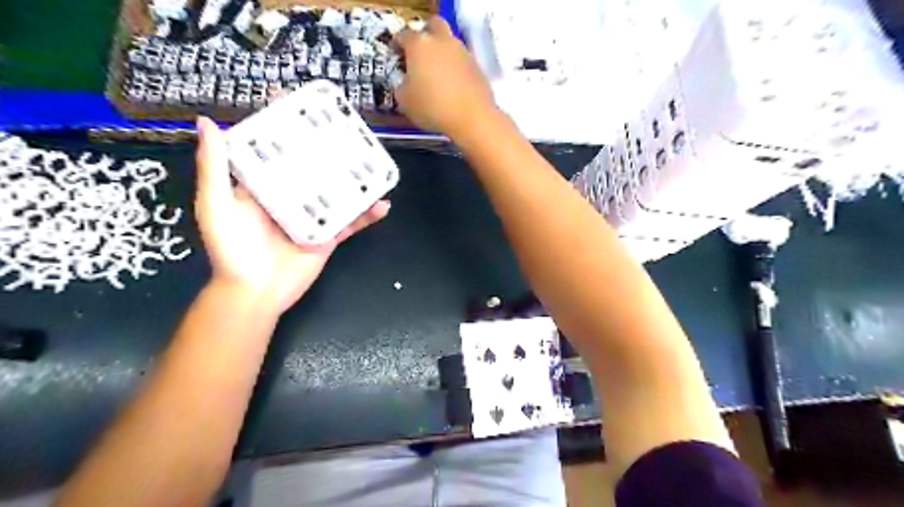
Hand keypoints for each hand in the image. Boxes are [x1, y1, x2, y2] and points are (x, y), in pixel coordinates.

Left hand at [196, 116, 386, 313]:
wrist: (254, 293)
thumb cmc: (232, 249)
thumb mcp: (216, 205)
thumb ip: (214, 168)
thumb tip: (208, 123)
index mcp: (265, 186)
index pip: (278, 150)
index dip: (288, 128)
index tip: (301, 105)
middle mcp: (291, 197)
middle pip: (314, 168)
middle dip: (329, 149)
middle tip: (348, 130)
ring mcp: (314, 216)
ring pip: (338, 192)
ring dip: (356, 180)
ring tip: (372, 162)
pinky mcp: (330, 236)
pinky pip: (352, 223)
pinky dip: (368, 215)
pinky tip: (383, 203)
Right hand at [394, 15, 497, 139]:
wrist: (472, 118)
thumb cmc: (432, 108)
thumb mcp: (404, 101)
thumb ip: (401, 85)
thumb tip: (405, 83)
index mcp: (419, 45)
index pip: (403, 35)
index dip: (397, 45)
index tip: (396, 56)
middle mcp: (442, 41)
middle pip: (433, 25)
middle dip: (425, 35)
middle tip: (419, 54)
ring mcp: (462, 52)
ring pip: (449, 43)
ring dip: (442, 53)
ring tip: (437, 75)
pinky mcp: (477, 66)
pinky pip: (461, 61)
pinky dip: (455, 68)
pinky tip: (452, 86)